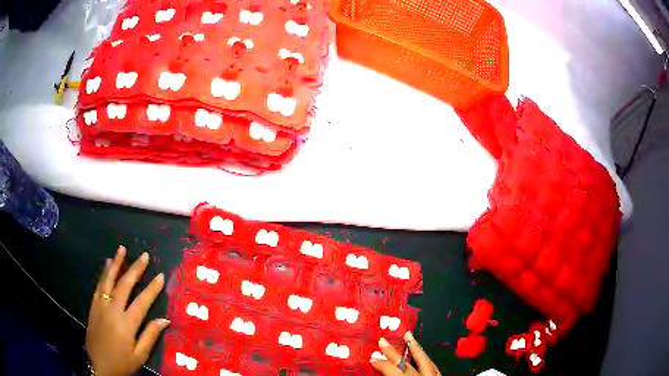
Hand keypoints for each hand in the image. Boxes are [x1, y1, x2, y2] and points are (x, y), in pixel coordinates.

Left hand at [86, 246, 169, 375]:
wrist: (99, 366)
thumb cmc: (122, 363)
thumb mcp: (139, 355)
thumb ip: (150, 336)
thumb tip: (164, 320)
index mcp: (126, 324)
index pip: (142, 302)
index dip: (152, 289)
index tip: (160, 276)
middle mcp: (113, 310)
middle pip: (124, 285)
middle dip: (135, 269)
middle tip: (144, 255)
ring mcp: (101, 306)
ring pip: (109, 280)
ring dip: (116, 264)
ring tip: (122, 249)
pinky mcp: (93, 306)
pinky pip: (99, 285)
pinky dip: (104, 273)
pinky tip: (107, 264)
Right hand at [372, 331, 441, 375]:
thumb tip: (378, 372)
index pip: (390, 368)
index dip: (380, 362)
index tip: (373, 357)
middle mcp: (421, 375)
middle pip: (404, 361)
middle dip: (392, 351)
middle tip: (383, 340)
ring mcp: (433, 375)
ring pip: (423, 359)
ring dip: (415, 347)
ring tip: (408, 335)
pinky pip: (434, 365)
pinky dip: (426, 357)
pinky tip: (424, 353)